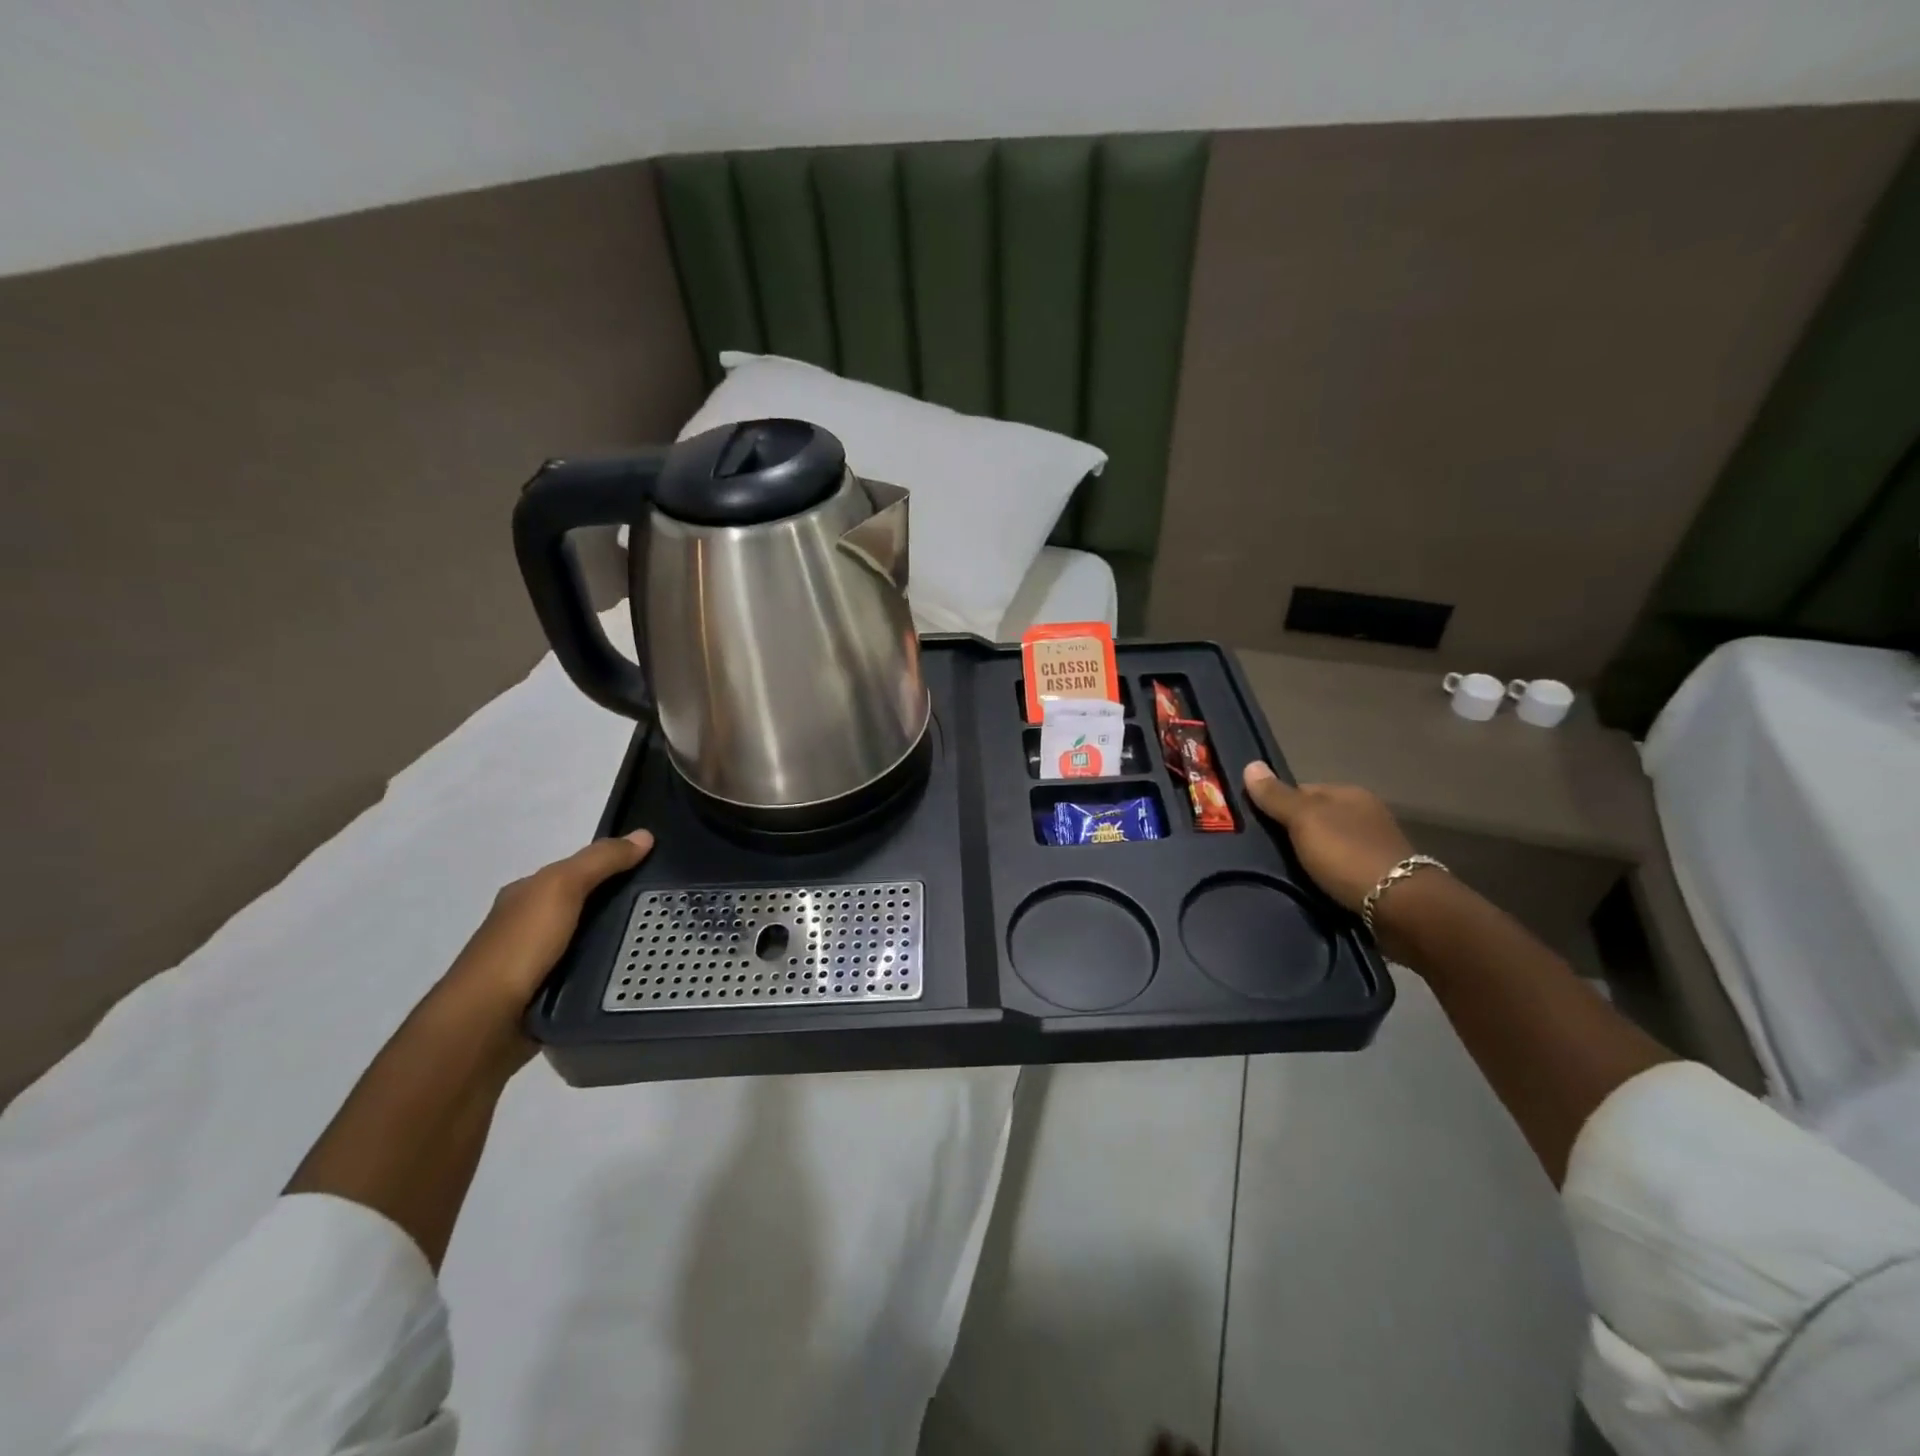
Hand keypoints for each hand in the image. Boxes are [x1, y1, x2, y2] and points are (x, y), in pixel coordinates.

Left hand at [436, 829, 654, 1035]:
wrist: (485, 1021)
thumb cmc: (521, 946)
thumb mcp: (562, 887)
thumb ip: (600, 860)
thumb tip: (644, 835)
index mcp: (525, 893)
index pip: (576, 870)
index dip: (612, 865)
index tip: (652, 869)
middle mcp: (527, 924)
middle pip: (583, 904)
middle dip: (617, 902)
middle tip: (664, 905)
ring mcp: (534, 961)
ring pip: (585, 938)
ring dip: (613, 938)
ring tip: (656, 939)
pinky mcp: (544, 993)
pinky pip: (584, 970)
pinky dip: (604, 967)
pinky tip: (628, 970)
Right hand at [1241, 763, 1410, 913]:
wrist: (1399, 906)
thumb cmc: (1348, 854)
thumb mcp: (1304, 820)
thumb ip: (1277, 796)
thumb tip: (1250, 764)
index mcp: (1350, 794)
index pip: (1303, 790)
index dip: (1278, 805)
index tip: (1258, 826)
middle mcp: (1365, 815)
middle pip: (1316, 818)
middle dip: (1293, 833)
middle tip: (1267, 853)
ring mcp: (1375, 846)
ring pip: (1329, 845)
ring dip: (1311, 857)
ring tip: (1286, 873)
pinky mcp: (1380, 877)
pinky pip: (1341, 869)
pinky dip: (1326, 875)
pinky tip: (1313, 886)